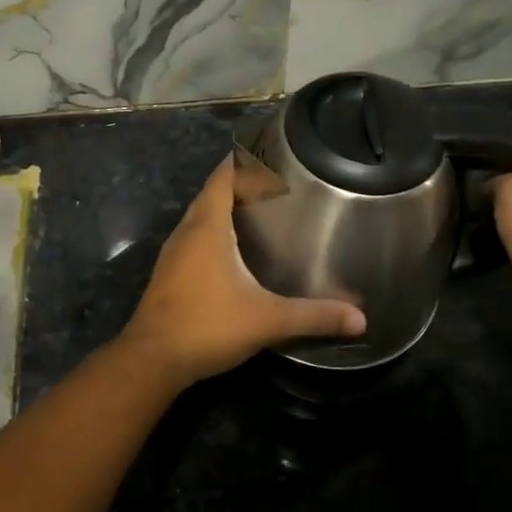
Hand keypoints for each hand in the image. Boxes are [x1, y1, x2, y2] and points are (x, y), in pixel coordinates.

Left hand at [116, 156, 366, 388]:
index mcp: (207, 227)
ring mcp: (172, 254)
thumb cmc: (208, 325)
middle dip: (237, 184)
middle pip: (210, 194)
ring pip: (198, 217)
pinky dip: (212, 232)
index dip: (241, 162)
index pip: (222, 178)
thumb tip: (360, 319)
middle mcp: (186, 232)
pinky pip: (192, 239)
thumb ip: (313, 316)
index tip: (265, 152)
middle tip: (271, 182)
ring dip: (222, 208)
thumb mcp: (267, 319)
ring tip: (255, 211)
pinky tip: (231, 252)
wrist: (152, 359)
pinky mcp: (168, 275)